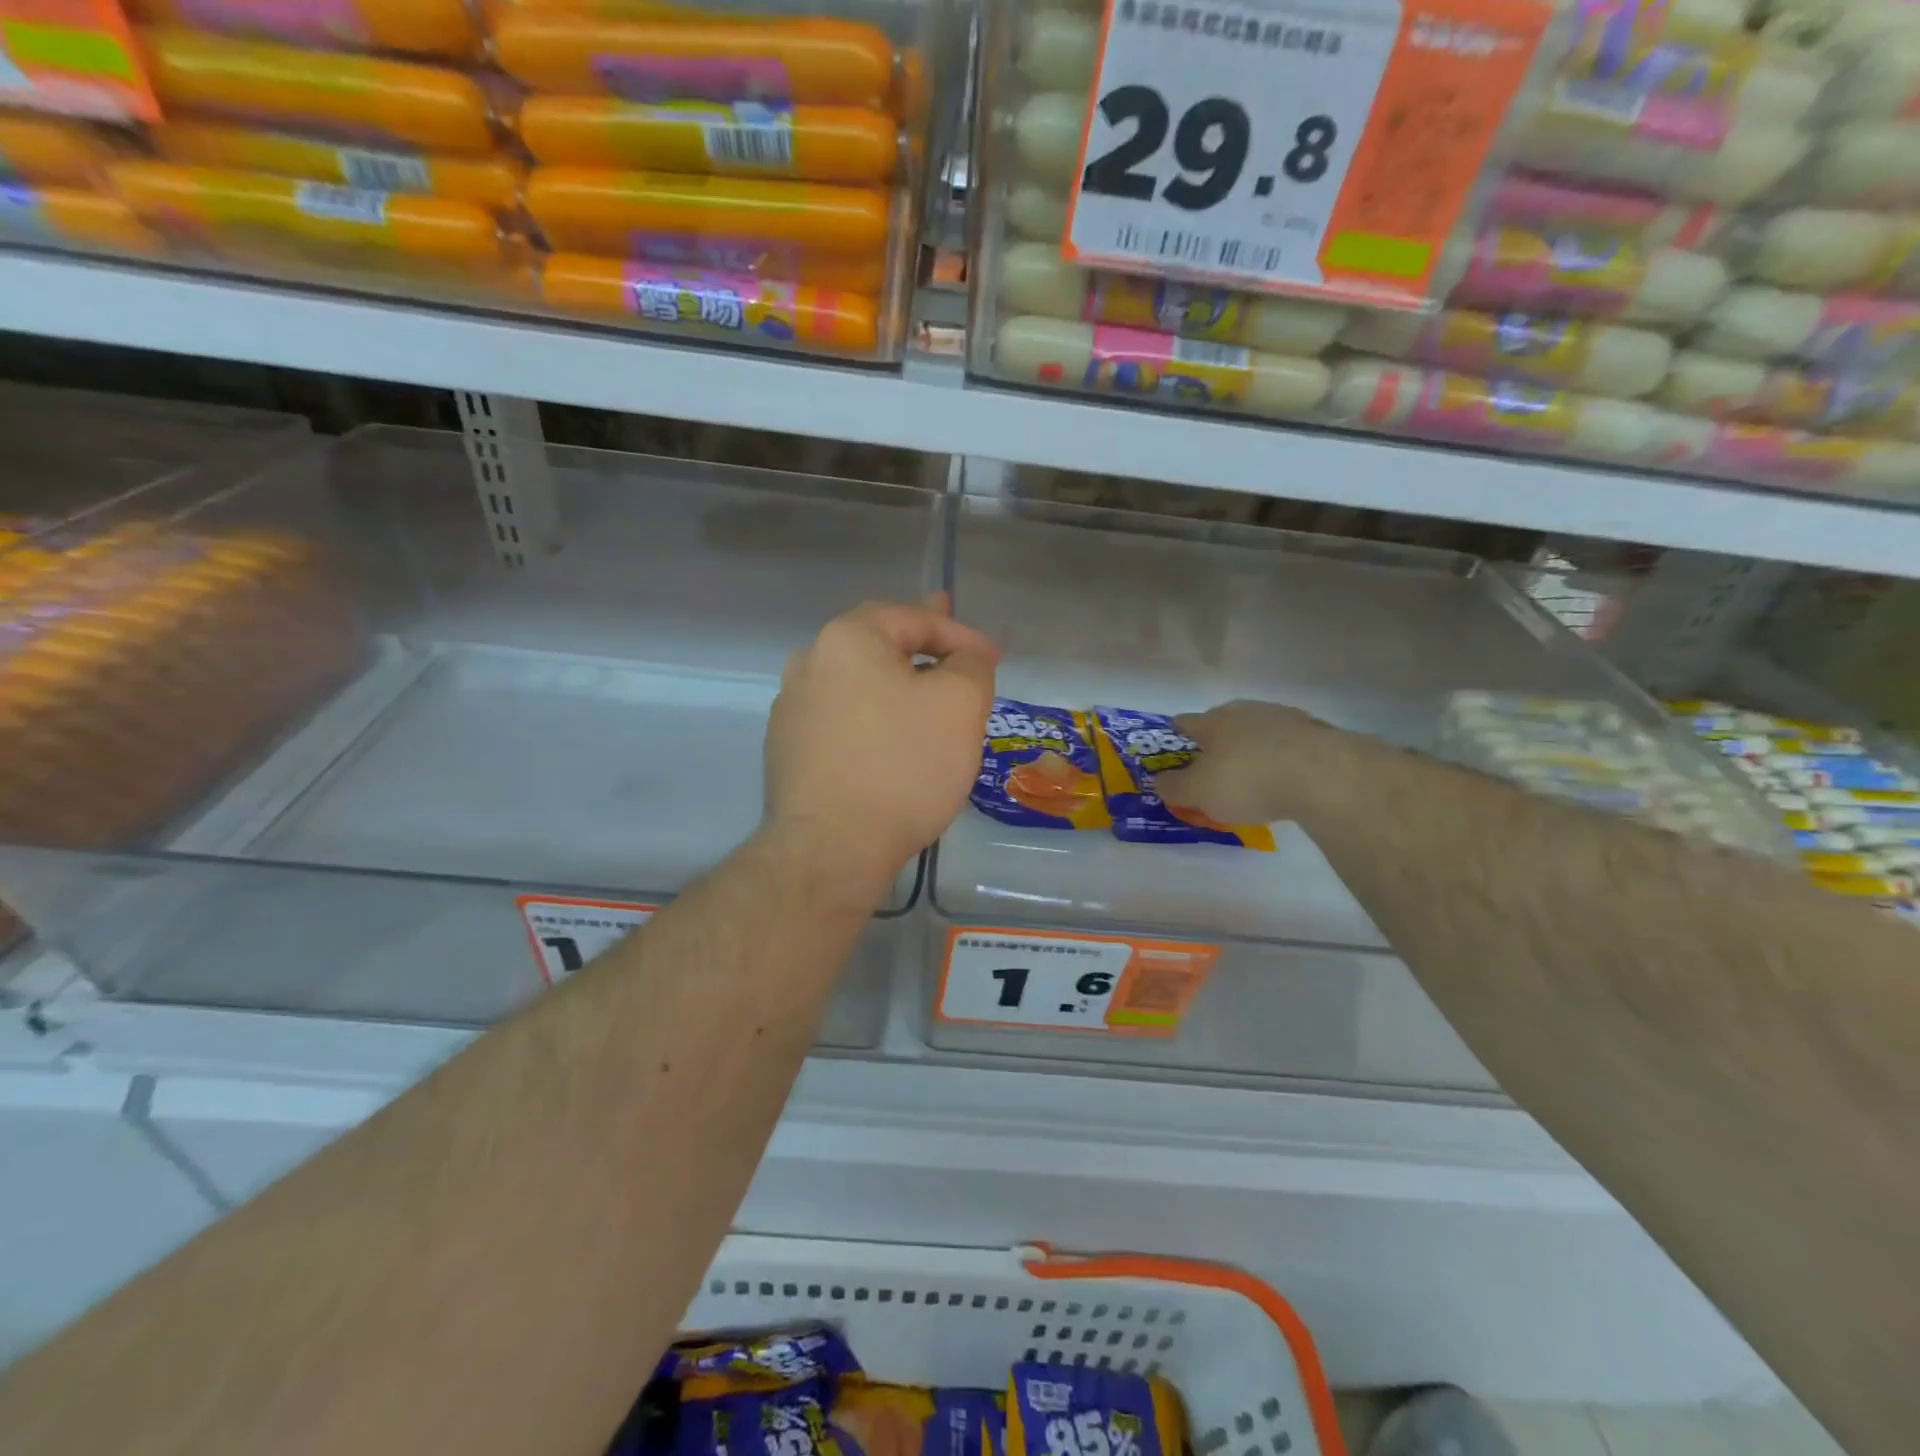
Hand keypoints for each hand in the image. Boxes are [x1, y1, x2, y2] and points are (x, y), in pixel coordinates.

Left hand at [763, 595, 997, 894]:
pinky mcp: (789, 750)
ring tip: (925, 693)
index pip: (914, 618)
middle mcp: (809, 662)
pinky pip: (843, 720)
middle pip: (878, 645)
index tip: (993, 659)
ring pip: (858, 683)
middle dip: (923, 645)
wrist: (831, 848)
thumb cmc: (902, 766)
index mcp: (847, 639)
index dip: (961, 634)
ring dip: (896, 683)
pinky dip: (873, 718)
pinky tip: (889, 739)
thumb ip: (971, 665)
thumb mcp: (960, 704)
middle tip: (954, 647)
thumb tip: (965, 657)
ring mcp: (792, 709)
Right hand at [1155, 700, 1358, 825]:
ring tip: (1254, 778)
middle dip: (1216, 743)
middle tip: (1214, 770)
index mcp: (1212, 721)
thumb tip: (1161, 781)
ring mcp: (1284, 717)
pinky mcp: (1317, 732)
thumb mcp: (1198, 792)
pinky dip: (1282, 758)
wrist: (1323, 775)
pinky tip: (1286, 780)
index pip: (1184, 723)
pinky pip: (1288, 745)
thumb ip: (1174, 787)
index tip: (1175, 756)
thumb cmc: (1247, 780)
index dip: (1176, 738)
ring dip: (1252, 749)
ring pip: (1258, 731)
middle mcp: (1245, 711)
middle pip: (1223, 723)